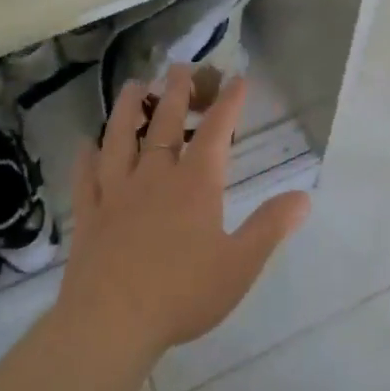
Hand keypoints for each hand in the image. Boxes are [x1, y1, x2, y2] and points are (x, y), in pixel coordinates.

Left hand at [58, 67, 312, 358]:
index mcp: (195, 185)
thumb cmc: (182, 293)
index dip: (228, 103)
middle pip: (165, 125)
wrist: (110, 322)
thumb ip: (270, 227)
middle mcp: (154, 178)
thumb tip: (304, 197)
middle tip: (179, 68)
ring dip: (128, 110)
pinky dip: (86, 158)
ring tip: (134, 86)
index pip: (215, 132)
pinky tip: (85, 145)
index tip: (237, 78)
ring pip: (120, 140)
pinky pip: (86, 178)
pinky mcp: (89, 216)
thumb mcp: (240, 264)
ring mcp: (116, 194)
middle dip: (176, 93)